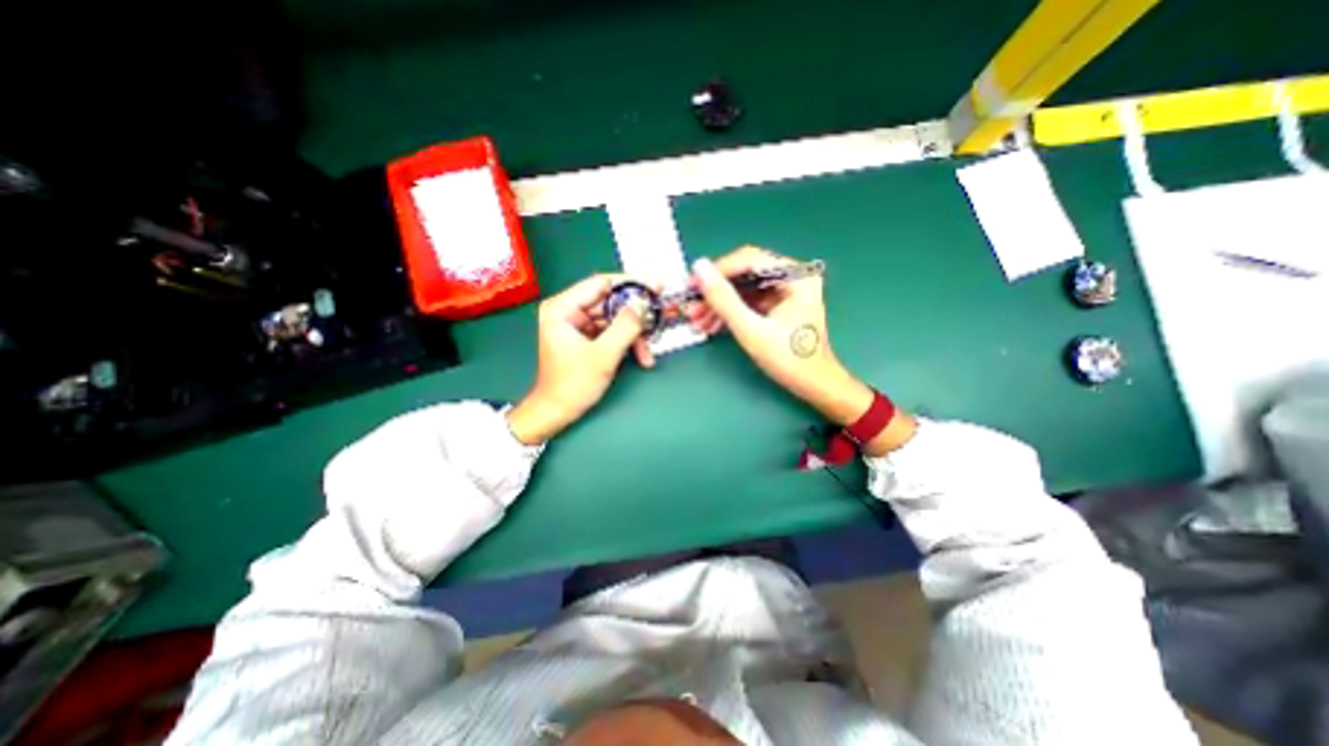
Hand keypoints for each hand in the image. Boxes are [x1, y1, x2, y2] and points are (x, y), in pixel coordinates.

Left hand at [506, 278, 653, 445]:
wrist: (557, 412)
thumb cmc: (573, 385)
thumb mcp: (603, 355)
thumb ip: (625, 326)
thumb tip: (642, 303)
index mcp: (562, 308)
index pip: (601, 283)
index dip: (630, 284)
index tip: (656, 286)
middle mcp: (569, 311)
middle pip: (611, 302)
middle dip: (636, 316)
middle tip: (659, 316)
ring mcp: (578, 324)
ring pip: (615, 319)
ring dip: (635, 334)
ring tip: (648, 352)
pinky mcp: (587, 337)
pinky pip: (612, 331)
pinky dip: (628, 343)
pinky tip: (642, 357)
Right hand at [697, 246, 913, 453]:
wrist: (813, 386)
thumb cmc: (789, 360)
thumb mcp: (752, 330)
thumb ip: (724, 299)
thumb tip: (699, 268)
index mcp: (796, 276)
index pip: (749, 260)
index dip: (717, 271)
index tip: (692, 286)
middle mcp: (792, 277)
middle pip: (744, 274)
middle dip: (716, 292)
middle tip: (692, 307)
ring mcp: (785, 292)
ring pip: (743, 289)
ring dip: (719, 304)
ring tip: (697, 321)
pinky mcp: (778, 306)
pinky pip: (748, 302)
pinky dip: (730, 312)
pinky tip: (711, 325)